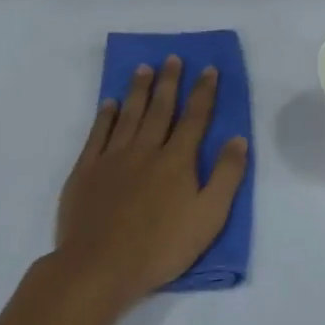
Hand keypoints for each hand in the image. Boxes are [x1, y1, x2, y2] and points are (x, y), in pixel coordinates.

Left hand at [53, 56, 248, 310]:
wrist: (99, 266)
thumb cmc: (160, 247)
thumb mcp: (209, 217)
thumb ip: (226, 176)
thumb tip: (237, 138)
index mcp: (177, 160)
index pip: (195, 117)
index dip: (203, 92)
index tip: (209, 68)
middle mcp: (146, 149)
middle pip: (160, 108)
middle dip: (169, 81)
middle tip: (172, 58)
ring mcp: (113, 158)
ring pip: (129, 114)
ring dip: (138, 90)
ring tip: (144, 68)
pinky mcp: (86, 171)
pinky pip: (98, 134)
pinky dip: (105, 116)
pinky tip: (110, 103)